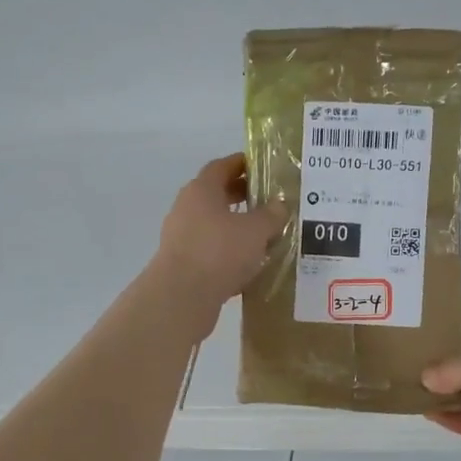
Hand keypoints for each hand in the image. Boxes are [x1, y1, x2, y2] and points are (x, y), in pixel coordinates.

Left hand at [150, 155, 285, 332]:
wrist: (182, 296)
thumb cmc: (219, 252)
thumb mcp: (256, 230)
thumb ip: (271, 215)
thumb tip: (280, 205)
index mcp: (201, 190)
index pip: (222, 167)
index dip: (242, 164)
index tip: (262, 167)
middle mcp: (186, 209)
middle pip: (216, 196)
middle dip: (242, 197)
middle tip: (268, 201)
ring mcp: (181, 237)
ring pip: (214, 225)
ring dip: (236, 228)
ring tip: (264, 236)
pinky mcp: (182, 264)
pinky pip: (210, 251)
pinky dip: (228, 253)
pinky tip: (248, 265)